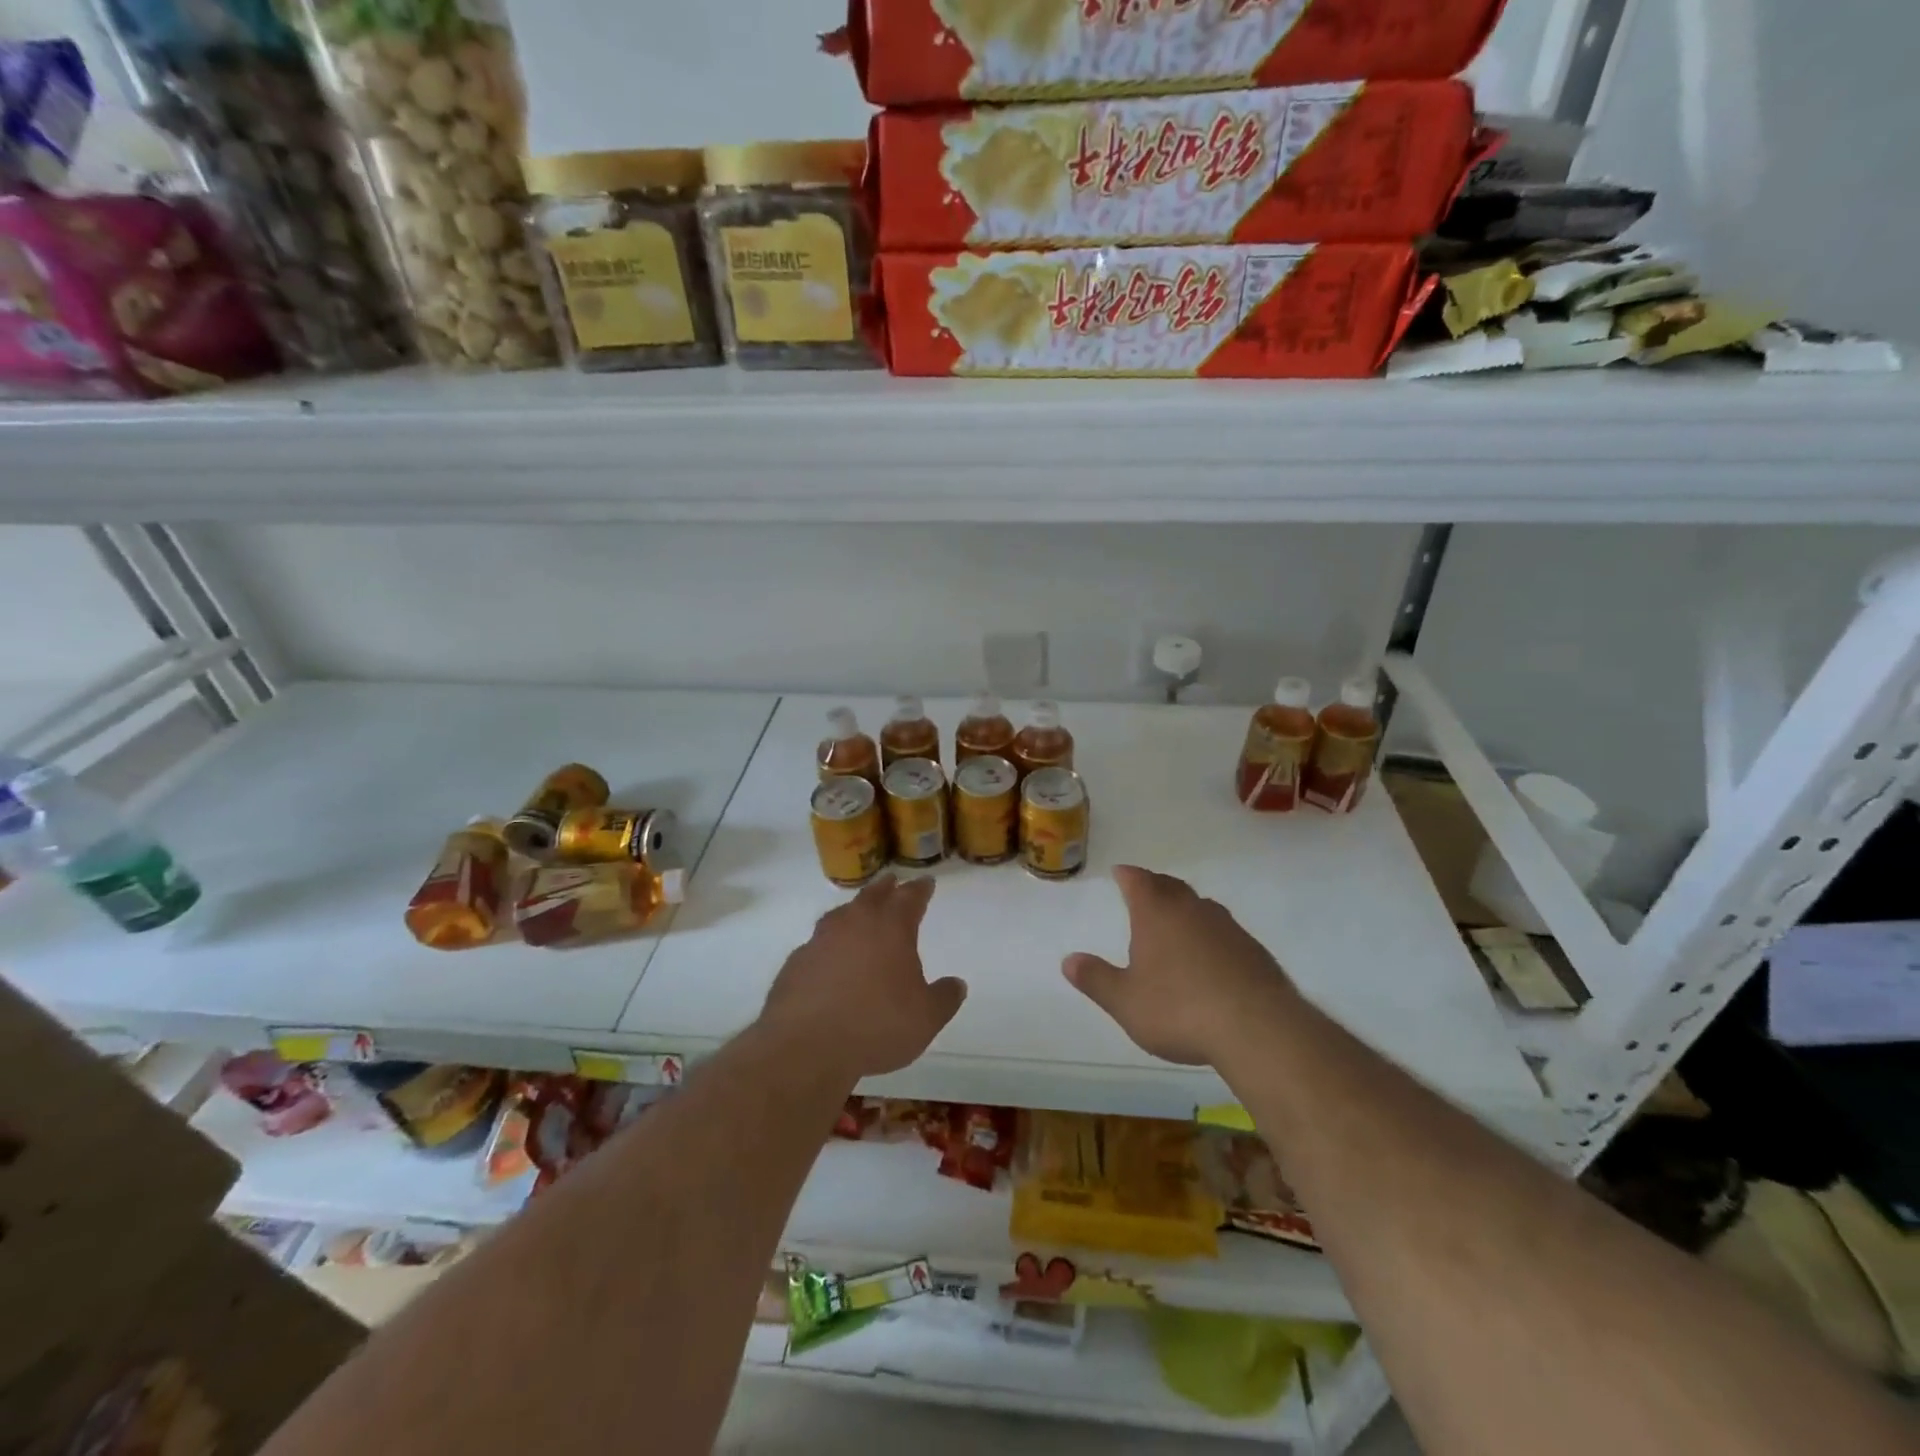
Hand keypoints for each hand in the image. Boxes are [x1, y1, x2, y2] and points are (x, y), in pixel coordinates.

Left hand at [759, 875, 965, 1080]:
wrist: (806, 1046)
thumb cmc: (876, 1025)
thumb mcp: (925, 1018)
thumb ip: (944, 998)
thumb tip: (956, 984)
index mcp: (891, 928)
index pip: (910, 897)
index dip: (920, 889)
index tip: (926, 882)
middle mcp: (854, 923)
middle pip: (872, 895)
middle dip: (886, 888)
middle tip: (893, 882)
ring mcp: (820, 940)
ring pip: (841, 915)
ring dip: (854, 910)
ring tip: (860, 913)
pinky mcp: (796, 963)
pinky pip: (818, 944)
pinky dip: (829, 945)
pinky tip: (830, 958)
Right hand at [1063, 865, 1293, 1065]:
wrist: (1257, 1028)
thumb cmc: (1179, 1009)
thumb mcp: (1126, 1001)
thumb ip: (1096, 980)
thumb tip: (1068, 961)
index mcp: (1157, 913)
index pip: (1138, 881)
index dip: (1127, 875)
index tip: (1120, 872)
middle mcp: (1192, 910)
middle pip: (1170, 887)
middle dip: (1155, 886)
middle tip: (1145, 890)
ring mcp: (1228, 928)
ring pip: (1201, 907)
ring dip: (1185, 909)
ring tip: (1176, 921)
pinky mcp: (1254, 951)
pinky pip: (1224, 932)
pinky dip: (1210, 935)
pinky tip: (1210, 958)